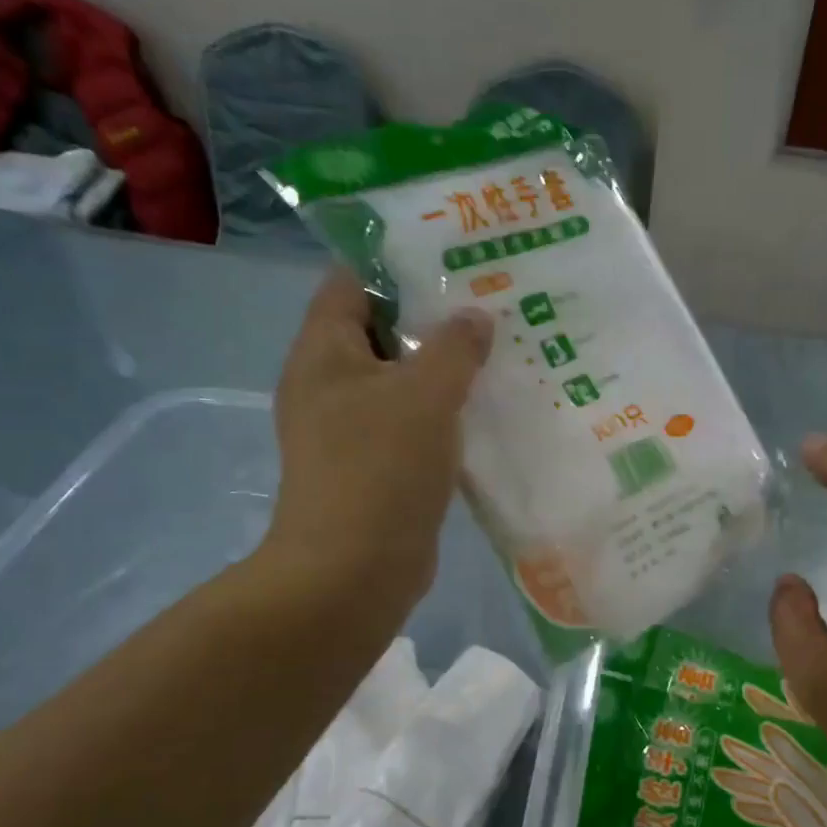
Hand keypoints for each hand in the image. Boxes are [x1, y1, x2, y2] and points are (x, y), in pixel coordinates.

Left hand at [253, 270, 491, 617]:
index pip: (353, 281)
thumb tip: (475, 316)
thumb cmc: (381, 468)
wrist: (354, 570)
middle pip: (383, 330)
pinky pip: (413, 421)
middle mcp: (330, 383)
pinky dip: (445, 411)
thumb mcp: (424, 395)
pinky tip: (489, 405)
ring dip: (445, 367)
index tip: (454, 256)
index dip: (398, 261)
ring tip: (501, 347)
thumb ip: (454, 347)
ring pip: (403, 380)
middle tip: (491, 301)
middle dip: (434, 316)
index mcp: (325, 352)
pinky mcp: (377, 464)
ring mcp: (352, 428)